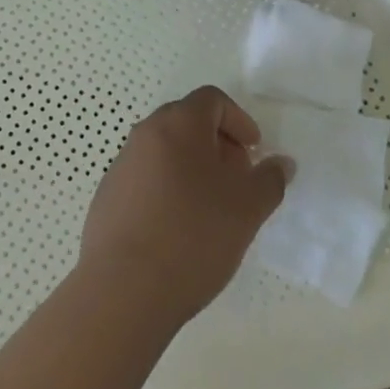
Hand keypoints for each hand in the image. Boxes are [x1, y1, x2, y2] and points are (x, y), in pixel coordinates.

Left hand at [79, 86, 289, 328]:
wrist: (123, 289)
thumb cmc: (193, 236)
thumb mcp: (247, 209)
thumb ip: (270, 180)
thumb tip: (281, 163)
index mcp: (178, 123)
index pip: (212, 100)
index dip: (238, 120)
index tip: (254, 152)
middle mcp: (145, 133)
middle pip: (187, 122)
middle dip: (217, 144)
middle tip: (236, 181)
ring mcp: (121, 163)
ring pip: (165, 151)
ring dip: (191, 167)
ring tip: (210, 210)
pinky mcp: (108, 195)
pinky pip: (145, 178)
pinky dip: (167, 189)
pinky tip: (178, 230)